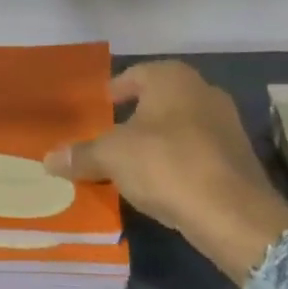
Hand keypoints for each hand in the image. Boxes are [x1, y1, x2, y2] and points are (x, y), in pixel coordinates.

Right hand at [44, 60, 287, 281]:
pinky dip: (178, 162)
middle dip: (135, 117)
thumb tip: (48, 159)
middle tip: (110, 137)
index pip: (134, 75)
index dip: (114, 92)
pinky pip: (197, 152)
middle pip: (158, 100)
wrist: (233, 213)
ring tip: (133, 164)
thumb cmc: (166, 165)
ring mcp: (226, 124)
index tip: (99, 110)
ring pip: (180, 126)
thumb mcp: (112, 157)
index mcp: (172, 78)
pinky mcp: (238, 157)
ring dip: (158, 141)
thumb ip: (81, 155)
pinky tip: (163, 183)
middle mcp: (203, 90)